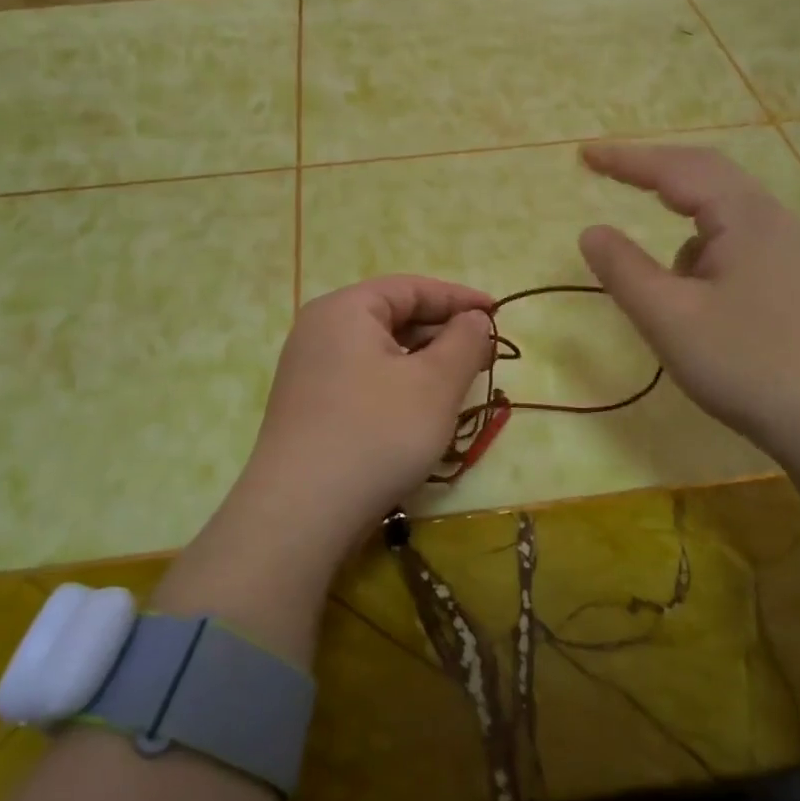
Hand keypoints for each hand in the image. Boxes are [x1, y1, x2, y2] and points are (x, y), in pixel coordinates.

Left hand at [222, 276, 494, 568]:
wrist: (302, 512)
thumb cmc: (377, 433)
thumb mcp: (435, 384)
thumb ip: (464, 342)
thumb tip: (475, 319)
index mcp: (345, 309)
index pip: (410, 288)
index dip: (458, 298)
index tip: (498, 313)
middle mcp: (320, 331)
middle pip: (392, 317)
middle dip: (442, 332)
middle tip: (485, 353)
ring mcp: (309, 372)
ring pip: (379, 352)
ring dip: (423, 362)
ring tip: (460, 383)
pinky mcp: (310, 408)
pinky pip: (364, 380)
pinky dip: (399, 385)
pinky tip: (422, 410)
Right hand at [577, 143, 799, 515]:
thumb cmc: (747, 365)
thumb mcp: (669, 318)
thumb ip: (623, 270)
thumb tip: (591, 231)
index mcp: (746, 216)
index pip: (677, 168)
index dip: (626, 159)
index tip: (583, 155)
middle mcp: (774, 220)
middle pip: (707, 177)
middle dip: (655, 175)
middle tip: (610, 174)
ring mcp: (792, 250)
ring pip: (724, 216)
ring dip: (682, 225)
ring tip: (663, 282)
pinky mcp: (798, 279)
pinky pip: (739, 244)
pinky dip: (705, 254)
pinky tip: (700, 300)